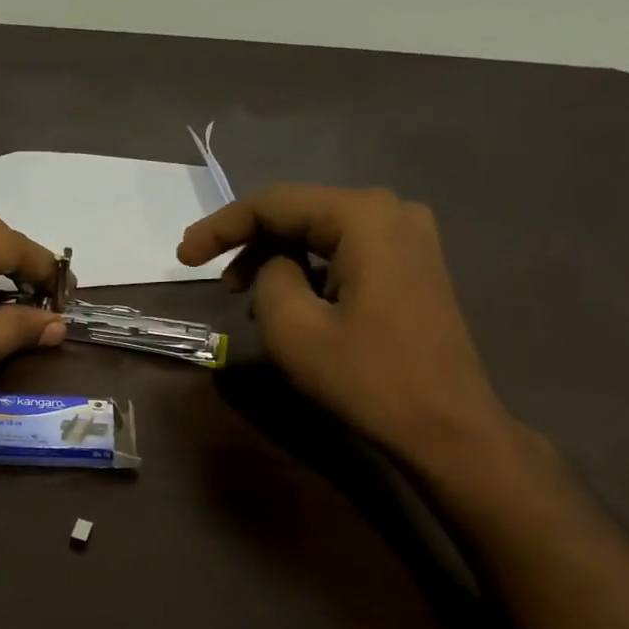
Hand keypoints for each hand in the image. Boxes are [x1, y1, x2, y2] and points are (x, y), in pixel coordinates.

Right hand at [178, 184, 513, 467]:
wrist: (445, 425)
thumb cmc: (367, 377)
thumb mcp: (294, 330)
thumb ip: (269, 278)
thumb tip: (275, 266)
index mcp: (363, 216)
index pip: (274, 204)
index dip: (221, 228)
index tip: (183, 258)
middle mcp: (392, 211)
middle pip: (300, 213)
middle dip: (249, 242)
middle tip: (211, 278)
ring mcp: (409, 238)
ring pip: (322, 235)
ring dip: (278, 259)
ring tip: (245, 297)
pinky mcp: (413, 267)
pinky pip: (346, 254)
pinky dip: (310, 271)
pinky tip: (290, 302)